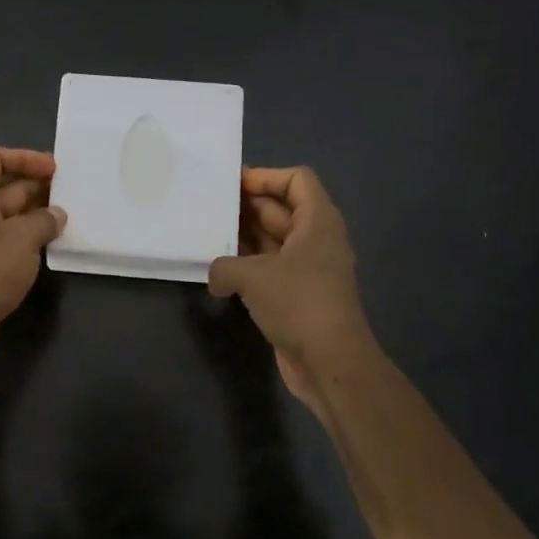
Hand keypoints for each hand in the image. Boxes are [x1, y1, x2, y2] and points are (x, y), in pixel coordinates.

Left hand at [0, 145, 65, 374]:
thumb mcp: (21, 238)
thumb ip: (43, 221)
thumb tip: (57, 215)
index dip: (23, 157)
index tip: (53, 170)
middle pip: (2, 187)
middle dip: (36, 187)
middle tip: (71, 195)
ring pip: (7, 217)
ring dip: (35, 216)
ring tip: (68, 221)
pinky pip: (6, 243)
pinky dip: (27, 241)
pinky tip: (51, 248)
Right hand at [207, 166, 374, 412]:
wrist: (330, 362)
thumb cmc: (299, 304)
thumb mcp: (253, 276)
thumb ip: (224, 266)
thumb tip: (215, 276)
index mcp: (318, 222)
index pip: (297, 180)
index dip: (266, 176)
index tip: (232, 185)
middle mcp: (316, 240)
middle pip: (281, 209)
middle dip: (246, 205)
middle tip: (209, 207)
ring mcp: (307, 269)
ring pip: (272, 240)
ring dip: (242, 237)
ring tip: (207, 235)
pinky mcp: (297, 295)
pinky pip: (269, 268)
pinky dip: (246, 266)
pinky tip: (218, 272)